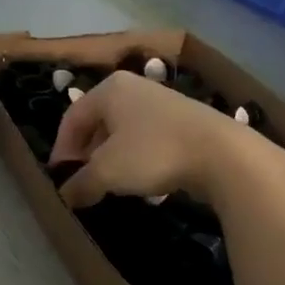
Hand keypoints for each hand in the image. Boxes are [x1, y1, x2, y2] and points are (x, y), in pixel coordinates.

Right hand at [49, 71, 284, 208]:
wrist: (224, 154)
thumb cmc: (154, 153)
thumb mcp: (107, 172)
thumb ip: (81, 183)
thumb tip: (65, 196)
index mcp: (109, 89)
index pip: (71, 119)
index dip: (61, 150)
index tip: (60, 178)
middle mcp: (133, 88)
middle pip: (97, 123)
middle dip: (87, 155)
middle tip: (84, 181)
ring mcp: (161, 102)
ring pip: (123, 132)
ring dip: (112, 159)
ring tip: (112, 185)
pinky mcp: (184, 120)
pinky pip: (148, 139)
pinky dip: (138, 159)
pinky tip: (144, 182)